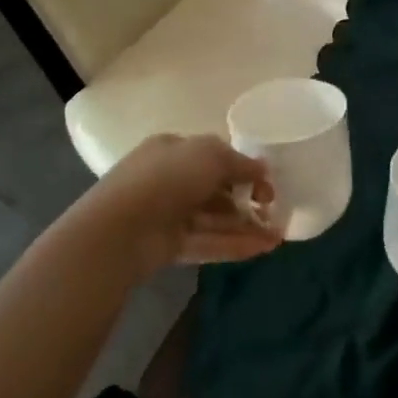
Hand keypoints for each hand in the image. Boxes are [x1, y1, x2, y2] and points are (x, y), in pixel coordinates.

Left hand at [83, 133, 280, 278]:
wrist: (120, 229)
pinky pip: (207, 242)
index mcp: (173, 149)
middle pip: (215, 189)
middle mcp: (169, 179)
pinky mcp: (169, 246)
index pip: (213, 155)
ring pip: (214, 218)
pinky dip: (234, 244)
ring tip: (277, 235)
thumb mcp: (211, 155)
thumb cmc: (167, 177)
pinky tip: (263, 248)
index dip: (242, 167)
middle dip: (247, 199)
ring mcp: (168, 215)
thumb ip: (240, 162)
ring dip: (246, 225)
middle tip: (275, 210)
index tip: (267, 182)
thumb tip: (263, 169)